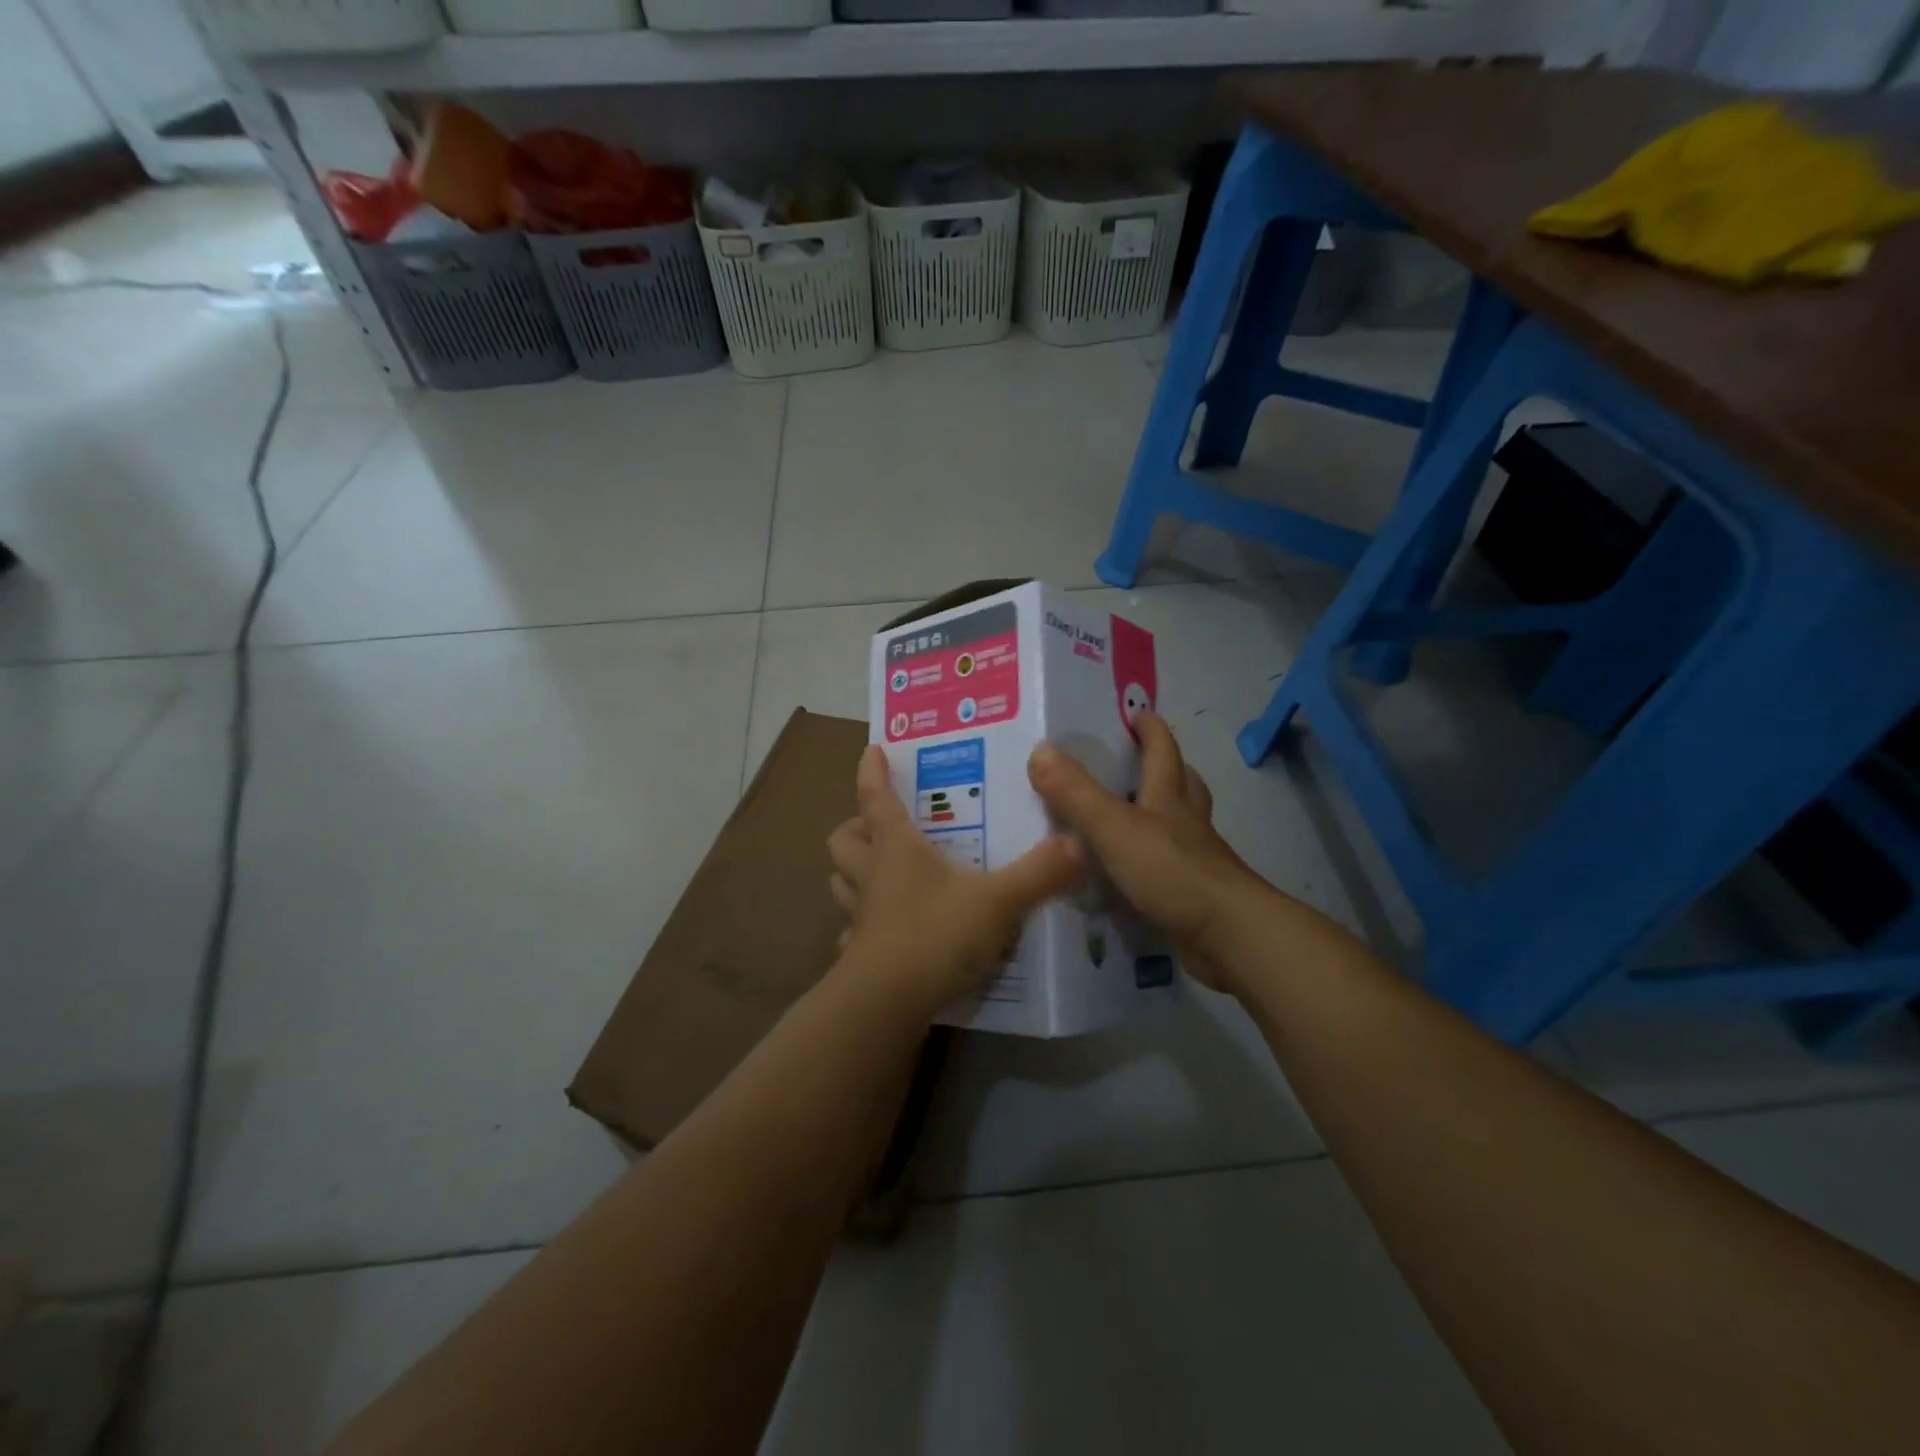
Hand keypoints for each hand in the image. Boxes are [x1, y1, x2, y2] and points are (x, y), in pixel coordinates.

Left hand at [828, 746, 1085, 1018]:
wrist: (888, 1003)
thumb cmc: (935, 935)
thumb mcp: (998, 901)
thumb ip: (1040, 873)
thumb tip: (1079, 843)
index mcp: (896, 848)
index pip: (876, 797)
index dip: (872, 772)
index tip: (872, 749)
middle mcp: (872, 874)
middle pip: (845, 838)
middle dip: (856, 825)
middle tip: (880, 824)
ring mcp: (860, 916)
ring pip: (840, 880)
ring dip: (853, 871)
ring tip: (878, 871)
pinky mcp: (859, 954)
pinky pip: (851, 930)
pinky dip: (860, 924)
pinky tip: (881, 930)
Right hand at [1027, 712, 1273, 993]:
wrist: (1227, 935)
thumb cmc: (1171, 870)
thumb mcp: (1113, 827)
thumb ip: (1075, 792)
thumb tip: (1039, 750)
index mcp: (1169, 798)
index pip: (1163, 752)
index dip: (1151, 731)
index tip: (1139, 713)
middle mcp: (1187, 824)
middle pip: (1183, 785)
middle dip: (1166, 768)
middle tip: (1142, 761)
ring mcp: (1196, 861)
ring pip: (1182, 827)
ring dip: (1164, 815)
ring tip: (1135, 816)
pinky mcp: (1195, 896)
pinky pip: (1173, 868)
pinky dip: (1156, 862)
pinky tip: (1135, 875)